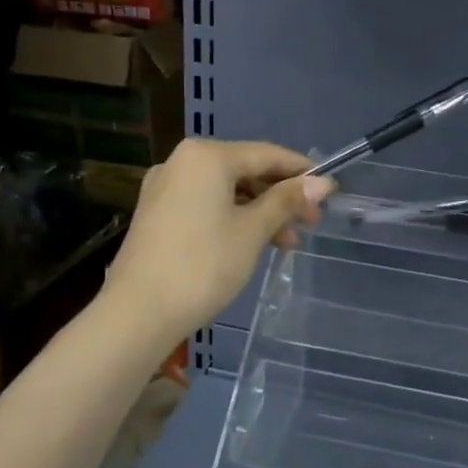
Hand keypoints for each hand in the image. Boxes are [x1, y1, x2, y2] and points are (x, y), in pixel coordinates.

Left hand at [103, 139, 333, 340]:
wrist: (138, 312)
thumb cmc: (203, 265)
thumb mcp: (252, 231)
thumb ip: (286, 201)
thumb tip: (323, 182)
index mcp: (206, 156)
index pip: (266, 154)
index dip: (301, 171)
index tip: (329, 192)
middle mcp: (182, 162)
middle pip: (244, 170)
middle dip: (279, 196)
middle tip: (309, 223)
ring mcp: (165, 187)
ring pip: (225, 189)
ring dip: (258, 211)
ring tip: (285, 242)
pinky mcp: (156, 213)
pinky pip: (205, 204)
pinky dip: (232, 217)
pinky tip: (251, 242)